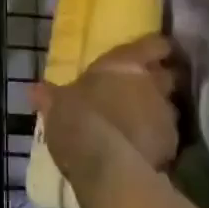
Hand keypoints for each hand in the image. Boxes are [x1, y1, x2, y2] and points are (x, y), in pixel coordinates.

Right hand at [30, 36, 179, 200]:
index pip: (155, 44)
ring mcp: (166, 113)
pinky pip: (168, 137)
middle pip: (169, 75)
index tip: (154, 54)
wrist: (104, 163)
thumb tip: (35, 89)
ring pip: (170, 107)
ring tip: (141, 125)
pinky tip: (142, 150)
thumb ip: (51, 95)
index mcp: (125, 63)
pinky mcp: (173, 144)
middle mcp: (152, 82)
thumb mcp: (56, 105)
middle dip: (161, 82)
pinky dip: (158, 141)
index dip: (157, 48)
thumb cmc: (77, 119)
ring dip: (158, 113)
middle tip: (144, 91)